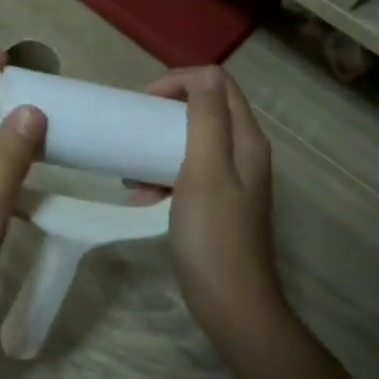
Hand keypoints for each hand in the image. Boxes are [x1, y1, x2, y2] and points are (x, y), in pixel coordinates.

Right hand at [145, 67, 284, 343]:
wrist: (231, 304)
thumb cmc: (213, 235)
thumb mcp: (205, 170)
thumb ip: (206, 119)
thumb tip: (202, 75)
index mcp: (246, 139)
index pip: (216, 82)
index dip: (178, 82)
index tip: (143, 103)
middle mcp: (244, 152)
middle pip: (204, 109)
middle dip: (163, 114)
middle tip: (133, 130)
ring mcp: (233, 179)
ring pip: (191, 141)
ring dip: (157, 148)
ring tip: (132, 173)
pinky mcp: (218, 202)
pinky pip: (187, 171)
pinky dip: (162, 176)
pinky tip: (142, 198)